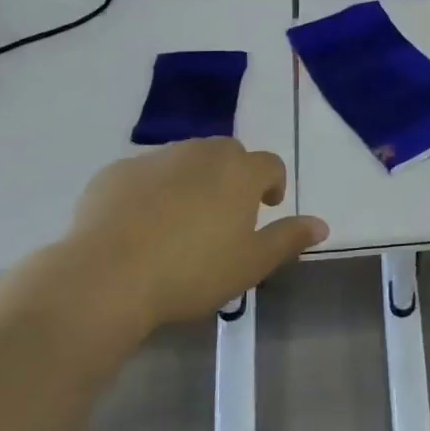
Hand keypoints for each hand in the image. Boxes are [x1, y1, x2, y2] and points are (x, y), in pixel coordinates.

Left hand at [42, 140, 325, 346]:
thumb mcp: (251, 264)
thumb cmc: (191, 272)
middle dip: (232, 177)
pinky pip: (143, 175)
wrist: (106, 277)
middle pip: (227, 155)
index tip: (266, 208)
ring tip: (180, 221)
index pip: (270, 164)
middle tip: (224, 215)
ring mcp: (155, 159)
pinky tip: (138, 226)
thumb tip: (322, 224)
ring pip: (184, 161)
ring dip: (191, 181)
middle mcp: (201, 153)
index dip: (272, 184)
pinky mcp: (115, 172)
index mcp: (239, 171)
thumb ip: (288, 239)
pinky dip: (149, 192)